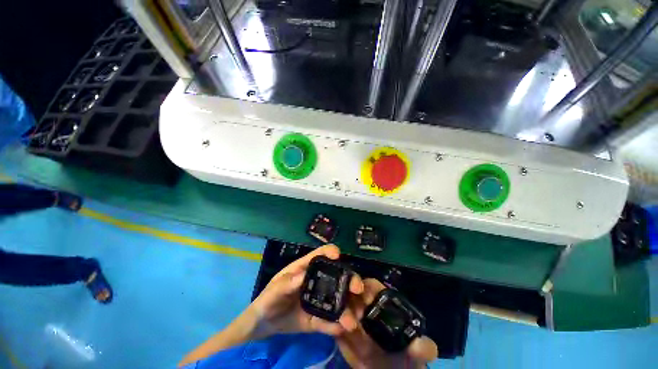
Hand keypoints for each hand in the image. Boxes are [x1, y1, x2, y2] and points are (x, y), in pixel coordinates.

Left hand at [250, 244, 363, 337]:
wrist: (264, 324)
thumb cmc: (269, 298)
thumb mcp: (274, 290)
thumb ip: (286, 283)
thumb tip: (302, 276)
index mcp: (306, 268)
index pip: (320, 255)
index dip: (330, 251)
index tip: (337, 255)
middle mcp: (317, 281)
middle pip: (337, 276)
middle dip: (350, 280)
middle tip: (358, 289)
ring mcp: (320, 300)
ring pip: (339, 300)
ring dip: (349, 307)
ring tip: (353, 319)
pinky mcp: (318, 319)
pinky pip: (329, 322)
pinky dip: (336, 325)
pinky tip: (341, 329)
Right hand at [336, 279, 437, 368]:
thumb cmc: (404, 357)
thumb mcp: (417, 353)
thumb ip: (422, 348)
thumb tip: (418, 344)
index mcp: (380, 301)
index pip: (370, 285)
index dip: (365, 285)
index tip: (360, 292)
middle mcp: (362, 304)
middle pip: (351, 290)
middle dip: (348, 296)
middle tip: (352, 313)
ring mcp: (349, 316)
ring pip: (339, 304)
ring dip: (339, 311)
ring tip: (345, 328)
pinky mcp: (339, 330)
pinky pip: (330, 321)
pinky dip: (329, 322)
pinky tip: (334, 330)